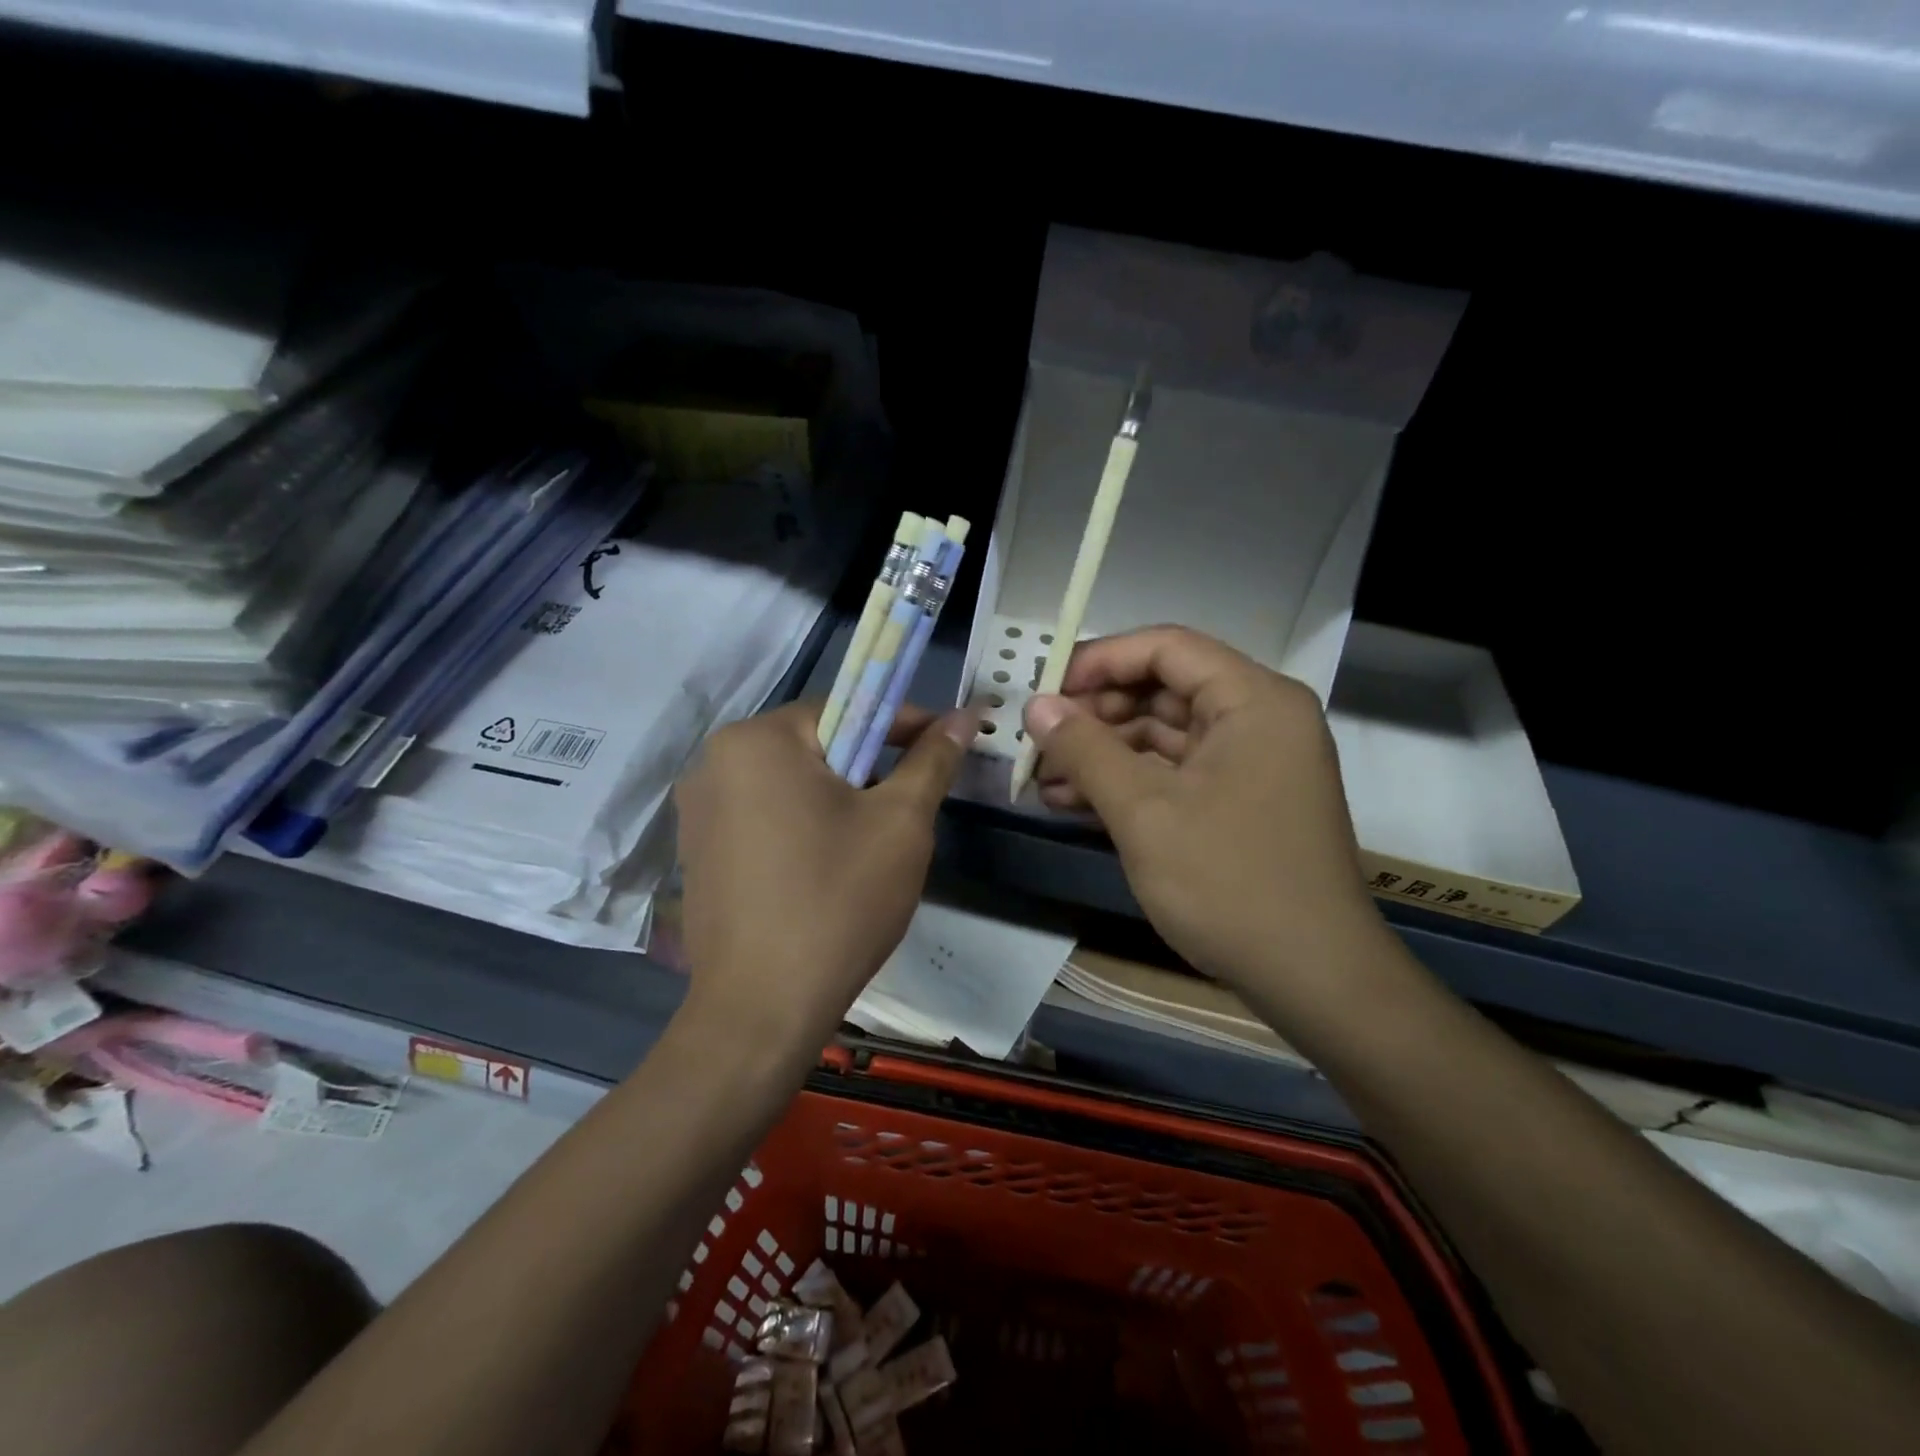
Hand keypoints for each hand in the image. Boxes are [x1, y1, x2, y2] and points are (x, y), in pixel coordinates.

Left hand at [673, 701, 975, 1050]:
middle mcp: (714, 763)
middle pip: (816, 745)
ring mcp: (698, 811)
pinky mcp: (698, 853)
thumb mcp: (901, 823)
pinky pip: (764, 818)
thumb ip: (932, 759)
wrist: (761, 1011)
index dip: (903, 725)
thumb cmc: (839, 901)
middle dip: (869, 768)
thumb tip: (966, 715)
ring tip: (872, 845)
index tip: (943, 748)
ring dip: (837, 799)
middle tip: (909, 806)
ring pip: (790, 784)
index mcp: (758, 740)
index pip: (847, 707)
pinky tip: (827, 871)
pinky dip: (802, 827)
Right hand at [1024, 626, 1387, 994]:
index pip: (1167, 648)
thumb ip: (1085, 749)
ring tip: (1042, 778)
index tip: (1046, 691)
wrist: (1313, 979)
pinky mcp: (1241, 802)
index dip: (1100, 660)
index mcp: (1254, 699)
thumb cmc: (1228, 881)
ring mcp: (1253, 763)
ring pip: (1164, 735)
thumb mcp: (1144, 811)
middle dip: (1096, 713)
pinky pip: (1176, 773)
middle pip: (1164, 689)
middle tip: (1040, 740)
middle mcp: (1260, 719)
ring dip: (1103, 753)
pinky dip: (1129, 782)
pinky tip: (1074, 802)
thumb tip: (1036, 705)